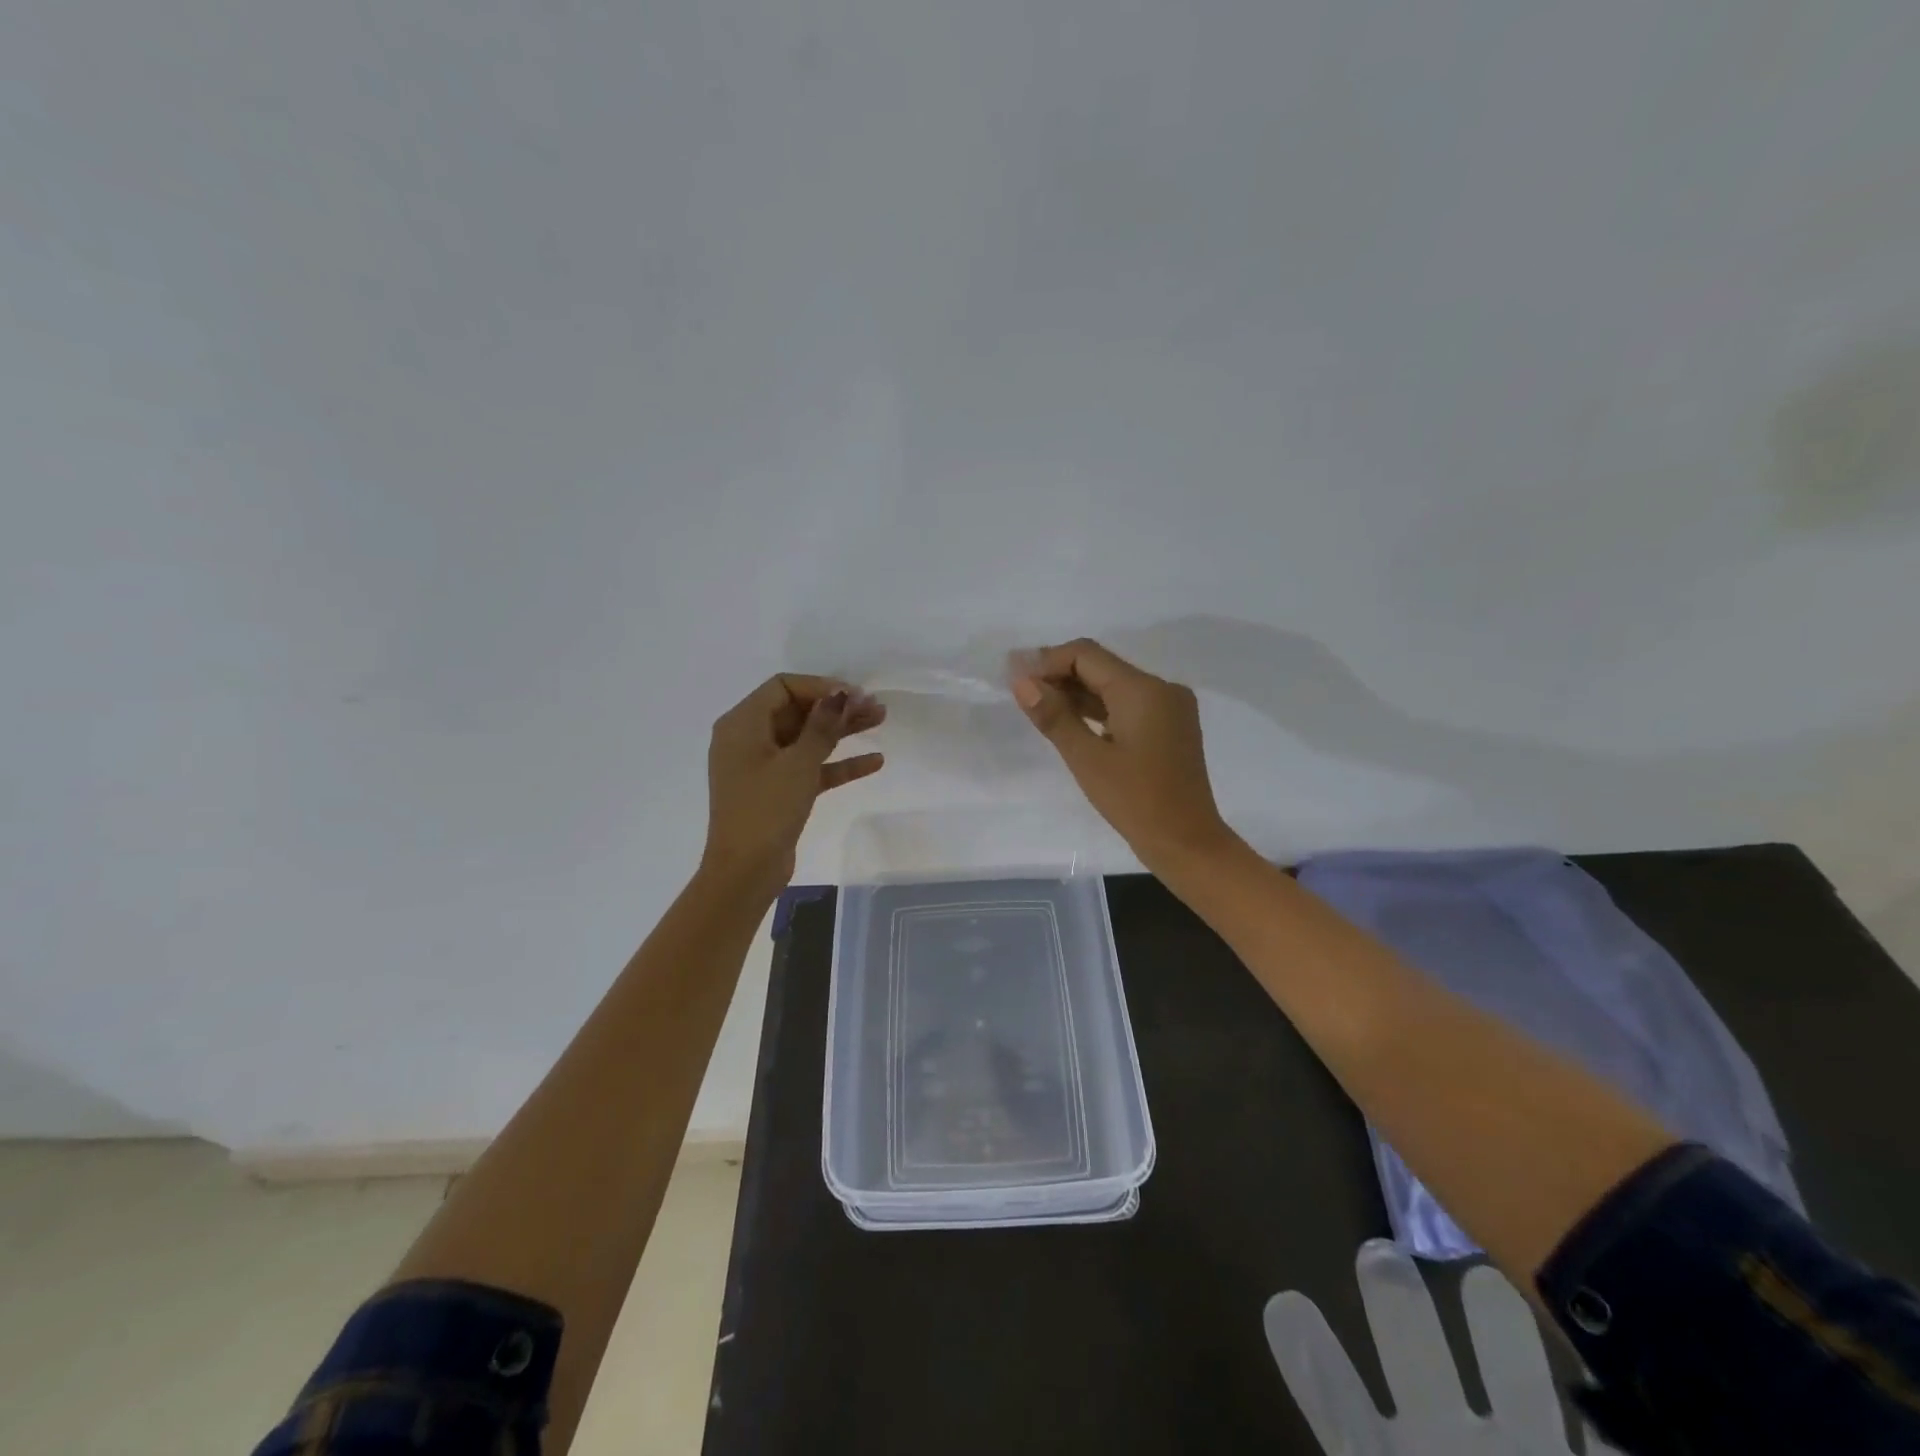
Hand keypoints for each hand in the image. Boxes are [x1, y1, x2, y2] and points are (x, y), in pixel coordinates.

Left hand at [701, 674, 885, 897]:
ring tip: (881, 721)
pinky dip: (837, 764)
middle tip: (876, 707)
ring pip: (807, 739)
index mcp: (742, 724)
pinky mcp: (778, 791)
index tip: (854, 695)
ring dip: (842, 731)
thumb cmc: (766, 809)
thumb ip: (822, 726)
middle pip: (798, 711)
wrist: (745, 872)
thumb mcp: (797, 763)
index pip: (783, 687)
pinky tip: (874, 761)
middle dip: (837, 707)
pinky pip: (810, 768)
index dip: (820, 686)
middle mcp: (749, 740)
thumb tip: (840, 694)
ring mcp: (763, 767)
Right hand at [1010, 638, 1235, 871]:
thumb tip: (1021, 681)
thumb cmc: (1135, 801)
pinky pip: (1128, 705)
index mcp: (1143, 689)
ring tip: (1037, 705)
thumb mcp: (1087, 759)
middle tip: (1020, 690)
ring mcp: (1170, 707)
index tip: (1014, 677)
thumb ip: (1054, 716)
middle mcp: (1161, 688)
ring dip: (1077, 692)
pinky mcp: (1170, 727)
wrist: (1187, 843)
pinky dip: (1098, 709)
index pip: (1086, 655)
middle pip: (1101, 667)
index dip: (1047, 661)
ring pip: (1114, 686)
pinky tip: (1070, 721)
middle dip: (1060, 674)